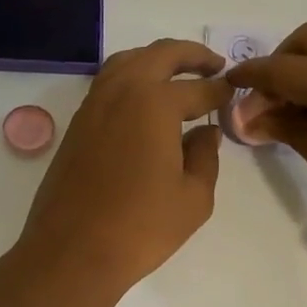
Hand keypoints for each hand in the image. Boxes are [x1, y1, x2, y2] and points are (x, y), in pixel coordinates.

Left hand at [8, 39, 232, 306]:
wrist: (72, 252)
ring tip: (179, 72)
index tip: (234, 92)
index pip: (198, 88)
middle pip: (160, 54)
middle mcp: (122, 91)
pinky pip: (108, 82)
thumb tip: (205, 133)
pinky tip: (144, 98)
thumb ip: (205, 157)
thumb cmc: (141, 227)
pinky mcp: (77, 123)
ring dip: (157, 59)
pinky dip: (132, 76)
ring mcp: (94, 104)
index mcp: (155, 103)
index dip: (220, 90)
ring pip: (128, 61)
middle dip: (192, 55)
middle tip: (215, 64)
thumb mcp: (193, 197)